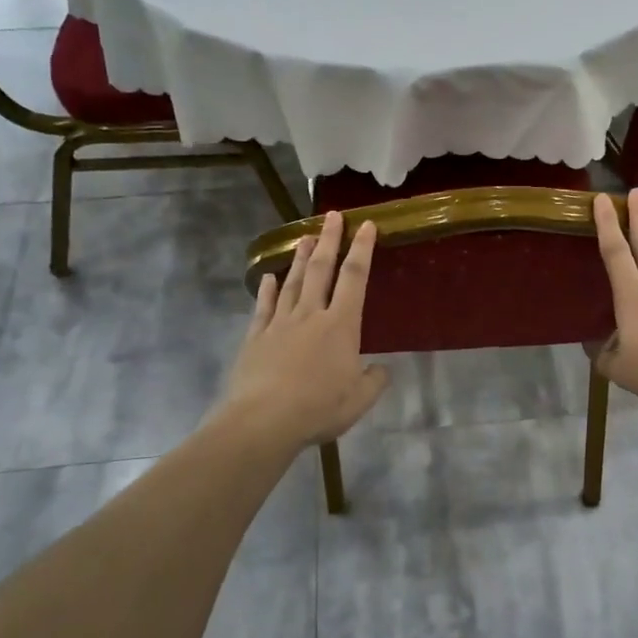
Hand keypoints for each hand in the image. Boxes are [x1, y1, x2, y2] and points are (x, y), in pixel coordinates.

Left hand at [213, 211, 389, 451]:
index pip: (355, 278)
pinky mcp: (256, 337)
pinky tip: (268, 278)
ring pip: (291, 282)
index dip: (362, 249)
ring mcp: (280, 323)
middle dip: (330, 240)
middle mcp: (310, 315)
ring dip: (300, 258)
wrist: (263, 421)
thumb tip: (381, 369)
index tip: (366, 225)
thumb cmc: (318, 408)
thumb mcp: (359, 400)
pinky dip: (267, 290)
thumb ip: (374, 381)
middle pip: (321, 270)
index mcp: (341, 325)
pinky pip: (264, 307)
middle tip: (333, 216)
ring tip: (307, 237)